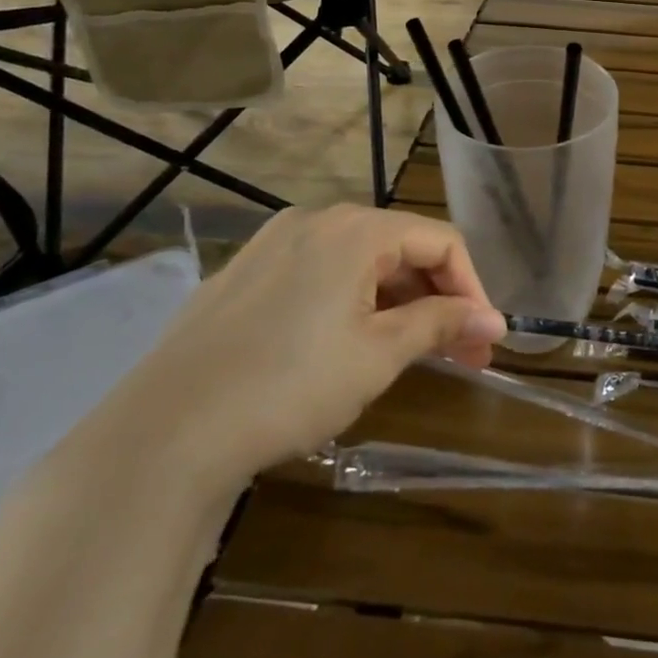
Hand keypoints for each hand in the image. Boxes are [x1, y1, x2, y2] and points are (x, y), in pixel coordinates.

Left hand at [113, 205, 506, 488]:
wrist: (162, 435)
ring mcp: (272, 245)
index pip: (441, 241)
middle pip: (400, 247)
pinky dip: (352, 303)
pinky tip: (348, 346)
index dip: (473, 288)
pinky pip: (318, 275)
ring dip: (397, 303)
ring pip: (359, 263)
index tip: (484, 339)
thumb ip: (441, 325)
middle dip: (437, 298)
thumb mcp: (379, 355)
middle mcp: (316, 221)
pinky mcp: (242, 275)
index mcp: (355, 229)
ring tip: (410, 354)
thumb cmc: (290, 386)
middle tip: (459, 355)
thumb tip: (495, 320)